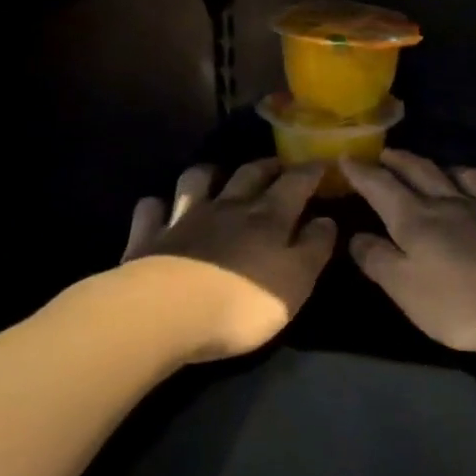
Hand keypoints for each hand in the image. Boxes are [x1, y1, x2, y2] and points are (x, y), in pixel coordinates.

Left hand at [122, 160, 336, 359]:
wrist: (166, 312)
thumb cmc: (243, 302)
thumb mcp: (296, 282)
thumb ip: (314, 248)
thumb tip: (326, 220)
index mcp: (268, 218)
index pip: (295, 184)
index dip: (310, 172)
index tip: (322, 163)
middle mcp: (227, 207)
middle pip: (248, 175)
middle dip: (267, 166)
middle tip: (278, 165)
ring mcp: (184, 218)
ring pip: (196, 181)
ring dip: (209, 174)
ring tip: (217, 176)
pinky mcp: (149, 237)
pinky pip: (151, 210)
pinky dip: (158, 206)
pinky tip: (160, 209)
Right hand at [342, 150, 475, 351]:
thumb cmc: (462, 301)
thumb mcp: (406, 289)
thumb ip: (378, 260)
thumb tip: (356, 236)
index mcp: (417, 219)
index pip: (382, 187)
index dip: (362, 172)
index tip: (345, 157)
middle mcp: (452, 204)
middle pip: (421, 172)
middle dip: (399, 161)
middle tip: (385, 153)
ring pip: (464, 176)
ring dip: (444, 168)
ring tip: (438, 170)